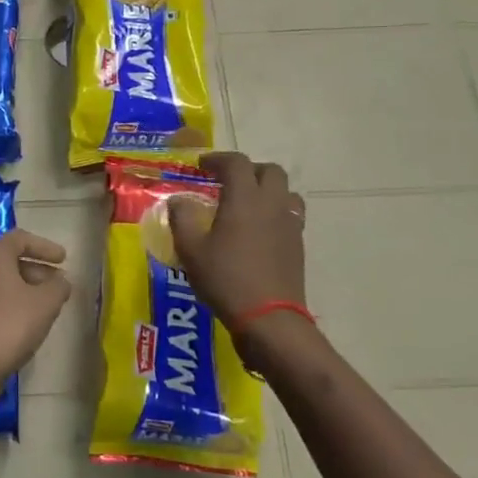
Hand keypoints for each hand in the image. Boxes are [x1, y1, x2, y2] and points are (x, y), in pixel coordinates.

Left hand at [0, 230, 71, 401]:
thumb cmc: (11, 323)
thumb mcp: (46, 302)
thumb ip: (58, 286)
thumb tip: (61, 281)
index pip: (20, 239)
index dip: (45, 247)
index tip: (64, 259)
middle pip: (9, 260)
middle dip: (37, 270)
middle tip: (58, 284)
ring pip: (0, 282)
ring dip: (25, 289)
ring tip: (47, 306)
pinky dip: (12, 305)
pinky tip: (27, 323)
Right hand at [168, 153, 309, 369]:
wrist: (269, 318)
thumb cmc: (225, 278)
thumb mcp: (190, 249)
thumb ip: (182, 218)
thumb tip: (179, 201)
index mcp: (245, 198)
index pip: (236, 162)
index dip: (217, 159)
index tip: (201, 166)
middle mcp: (272, 204)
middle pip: (269, 170)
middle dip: (247, 169)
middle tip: (227, 181)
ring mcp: (290, 224)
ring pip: (285, 191)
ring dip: (266, 189)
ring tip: (247, 204)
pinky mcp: (298, 245)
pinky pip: (290, 214)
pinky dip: (275, 211)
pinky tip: (259, 230)